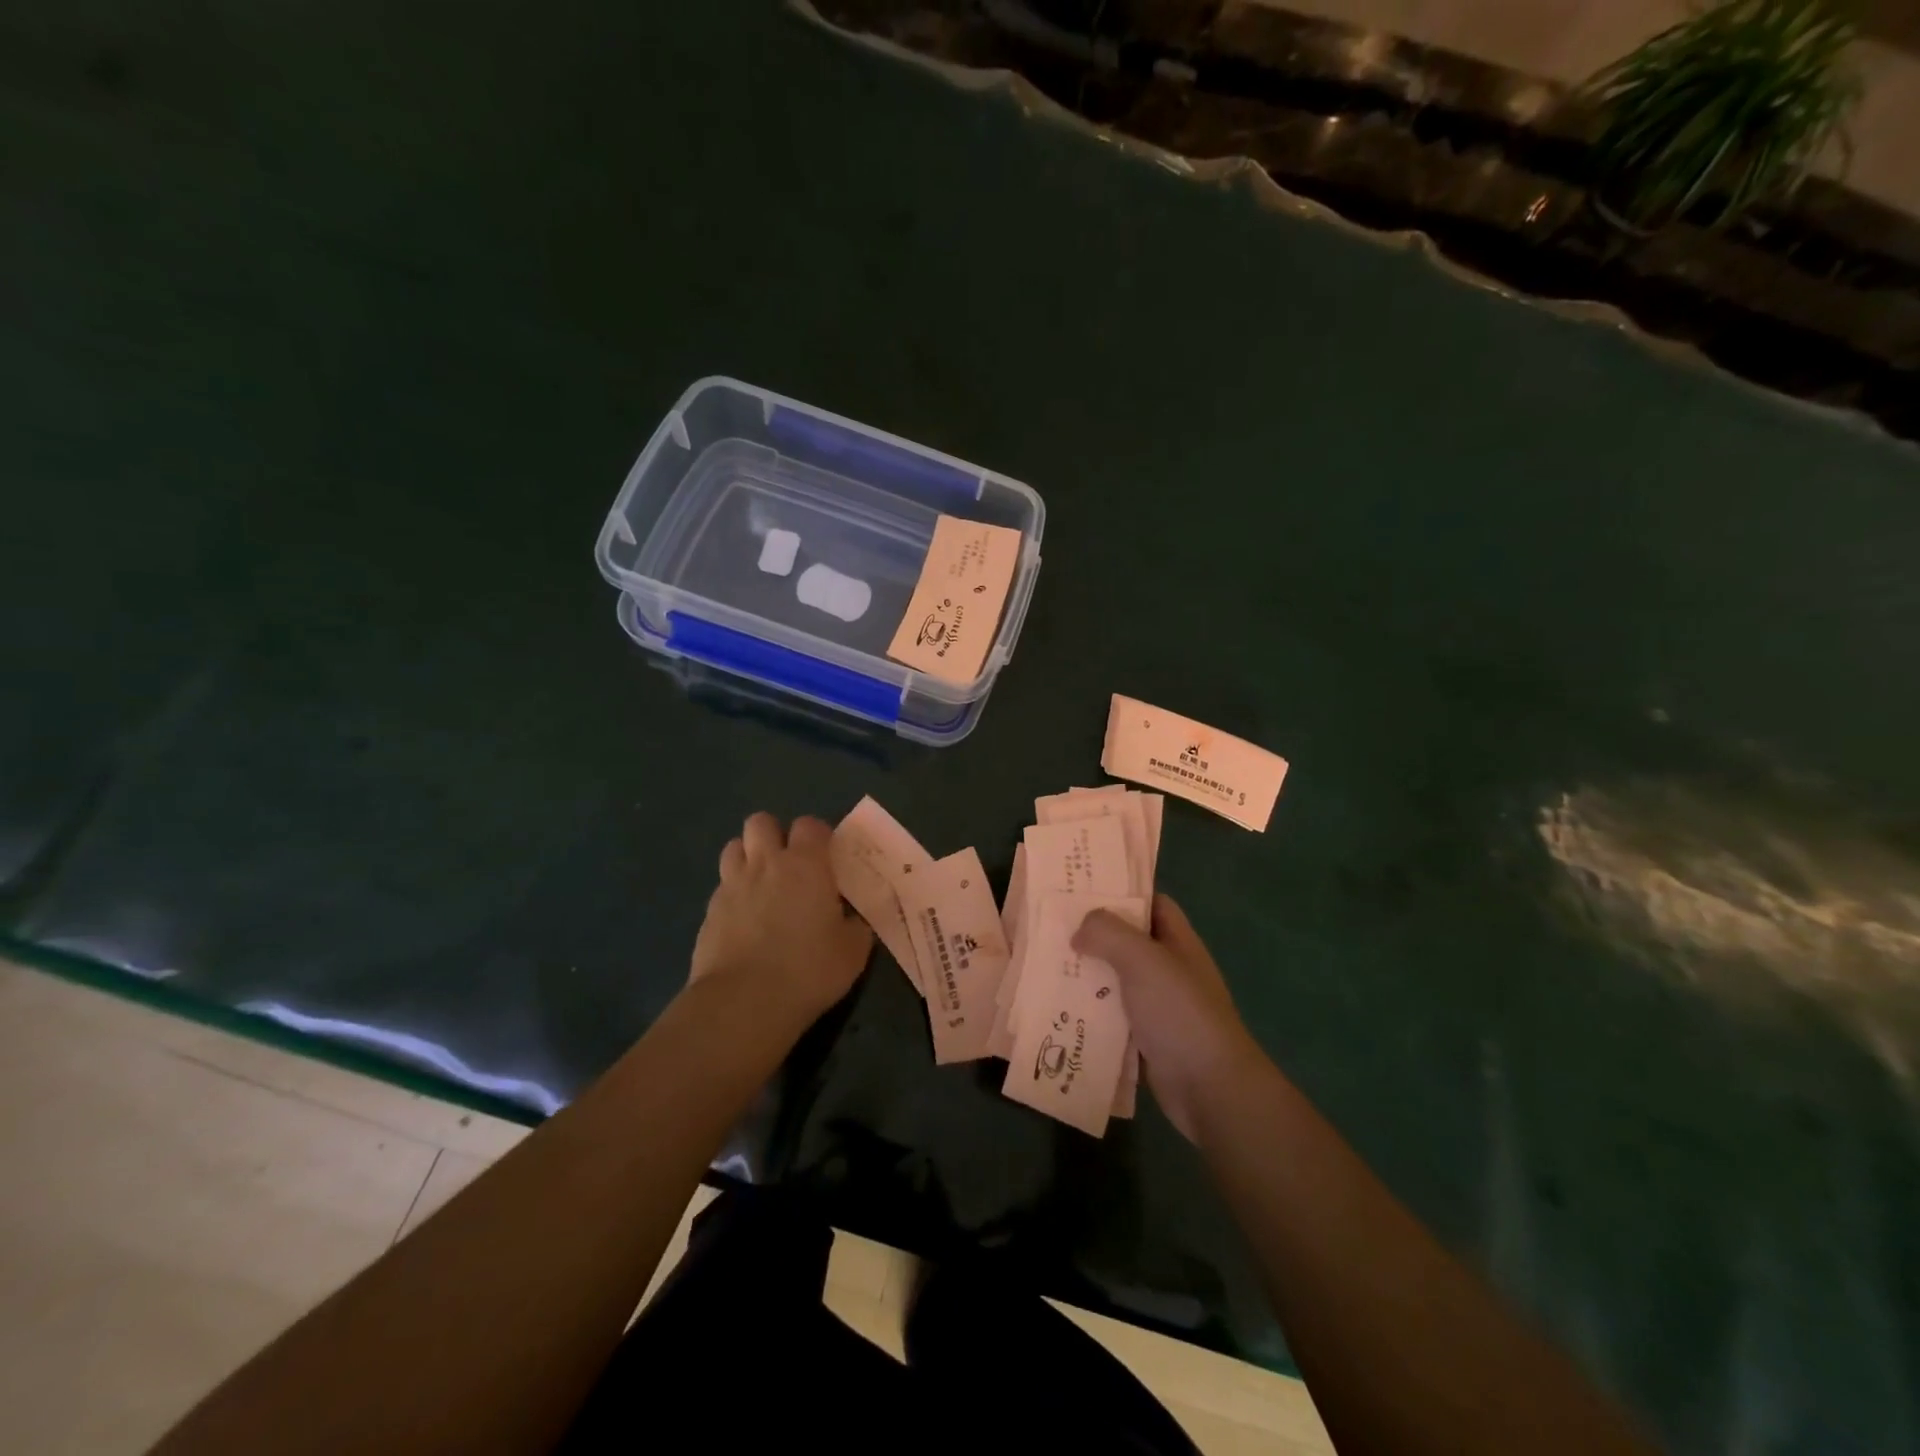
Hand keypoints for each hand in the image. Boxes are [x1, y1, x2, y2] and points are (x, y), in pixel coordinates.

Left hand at [692, 812, 873, 1026]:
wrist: (744, 1003)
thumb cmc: (809, 970)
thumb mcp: (853, 951)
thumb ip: (855, 925)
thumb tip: (854, 919)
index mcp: (806, 865)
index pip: (810, 825)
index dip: (818, 836)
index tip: (827, 858)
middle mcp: (766, 864)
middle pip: (761, 822)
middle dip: (774, 835)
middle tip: (789, 864)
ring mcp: (732, 886)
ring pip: (734, 847)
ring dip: (748, 857)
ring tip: (762, 885)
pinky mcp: (709, 912)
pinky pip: (722, 887)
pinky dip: (734, 894)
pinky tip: (744, 921)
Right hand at [1073, 894, 1263, 1143]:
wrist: (1210, 1088)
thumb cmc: (1179, 1013)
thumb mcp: (1144, 960)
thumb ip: (1109, 933)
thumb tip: (1080, 930)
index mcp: (1177, 941)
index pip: (1151, 903)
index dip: (1121, 893)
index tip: (1081, 889)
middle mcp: (1168, 969)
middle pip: (1127, 941)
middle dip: (1092, 935)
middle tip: (1050, 928)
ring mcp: (1157, 1006)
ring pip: (1114, 980)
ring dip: (1085, 976)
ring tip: (1043, 966)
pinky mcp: (1144, 1039)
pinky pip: (1110, 1017)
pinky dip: (1088, 1012)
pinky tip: (1057, 1009)